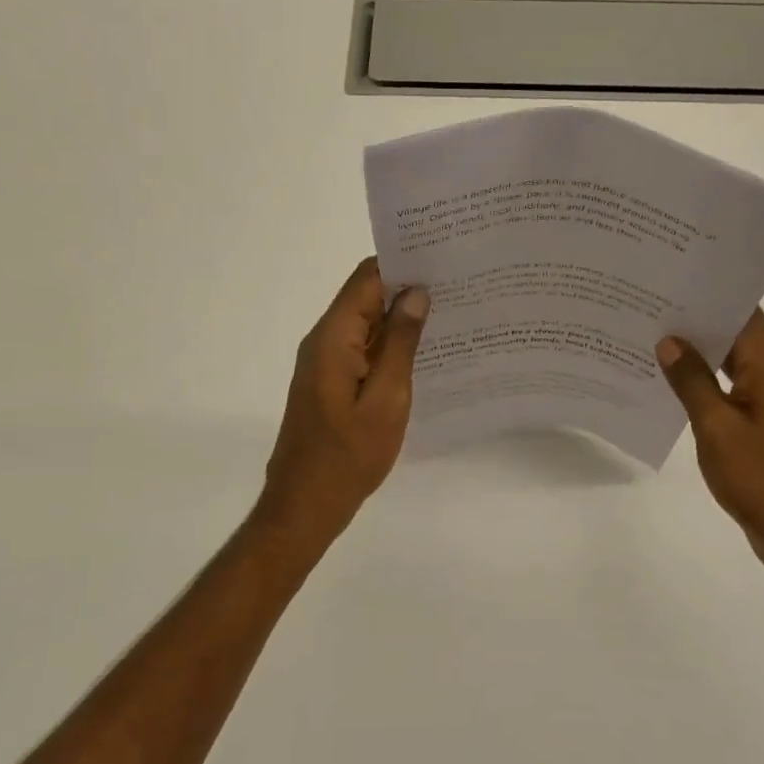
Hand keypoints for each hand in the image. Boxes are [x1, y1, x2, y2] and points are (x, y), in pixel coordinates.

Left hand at [259, 258, 429, 543]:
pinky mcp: (332, 382)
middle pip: (366, 297)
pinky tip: (425, 351)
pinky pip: (364, 350)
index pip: (366, 278)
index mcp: (333, 337)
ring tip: (452, 313)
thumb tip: (416, 293)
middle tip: (458, 285)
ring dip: (402, 319)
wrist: (305, 506)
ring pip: (367, 324)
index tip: (443, 257)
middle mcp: (325, 341)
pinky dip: (391, 345)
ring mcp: (326, 363)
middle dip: (408, 289)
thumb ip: (401, 344)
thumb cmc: (348, 456)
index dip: (402, 263)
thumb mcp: (386, 399)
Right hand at [657, 311, 763, 594]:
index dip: (710, 293)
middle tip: (648, 306)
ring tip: (651, 339)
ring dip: (700, 353)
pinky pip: (733, 392)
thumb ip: (692, 382)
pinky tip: (672, 387)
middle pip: (738, 335)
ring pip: (733, 364)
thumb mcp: (717, 429)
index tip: (670, 279)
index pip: (744, 313)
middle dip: (697, 320)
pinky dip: (706, 384)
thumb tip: (670, 341)